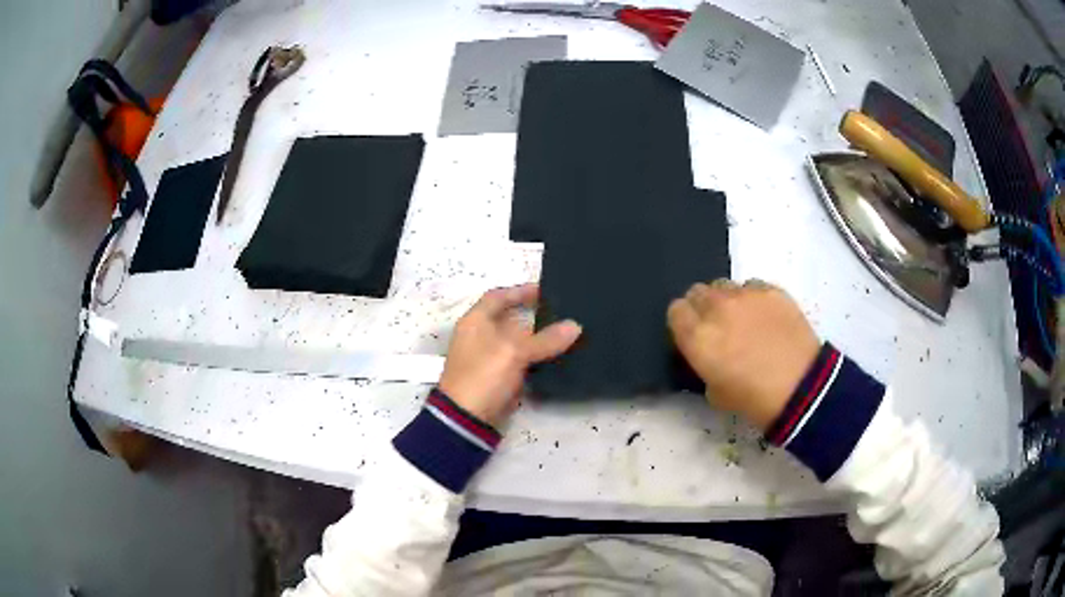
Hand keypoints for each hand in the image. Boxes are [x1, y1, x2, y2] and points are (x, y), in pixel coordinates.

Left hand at [439, 284, 581, 426]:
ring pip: (517, 343)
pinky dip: (536, 359)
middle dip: (535, 316)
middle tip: (564, 313)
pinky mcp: (497, 378)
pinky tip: (557, 358)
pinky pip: (520, 363)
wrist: (466, 419)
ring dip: (538, 340)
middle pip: (509, 319)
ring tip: (567, 334)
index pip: (498, 297)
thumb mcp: (514, 352)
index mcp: (475, 321)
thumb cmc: (483, 375)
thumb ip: (545, 339)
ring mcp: (488, 359)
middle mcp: (480, 336)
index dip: (519, 291)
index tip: (545, 290)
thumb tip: (575, 326)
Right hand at [667, 279, 819, 430]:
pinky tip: (764, 316)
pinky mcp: (771, 290)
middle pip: (697, 292)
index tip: (692, 333)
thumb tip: (709, 353)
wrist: (801, 388)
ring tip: (742, 318)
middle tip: (717, 326)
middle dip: (702, 307)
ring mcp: (745, 295)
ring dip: (726, 300)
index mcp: (698, 337)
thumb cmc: (754, 399)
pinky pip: (752, 286)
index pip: (676, 311)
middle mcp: (716, 309)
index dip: (683, 322)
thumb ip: (704, 364)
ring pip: (723, 285)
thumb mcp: (714, 392)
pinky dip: (752, 298)